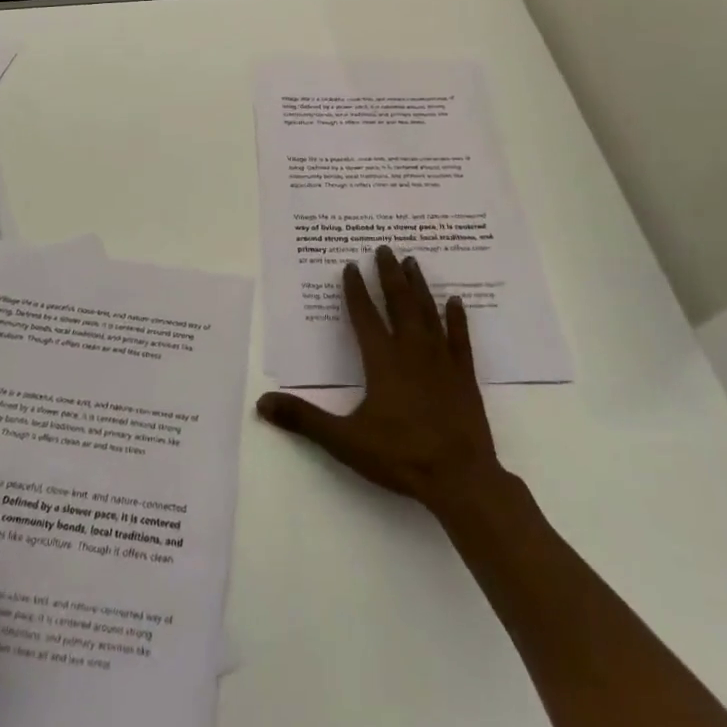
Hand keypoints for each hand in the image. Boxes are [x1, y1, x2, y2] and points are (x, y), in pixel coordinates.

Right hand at [257, 246, 509, 517]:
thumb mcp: (345, 440)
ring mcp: (442, 361)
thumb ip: (303, 419)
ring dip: (418, 286)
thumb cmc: (400, 456)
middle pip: (399, 303)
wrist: (460, 478)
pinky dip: (456, 318)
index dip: (355, 290)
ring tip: (412, 262)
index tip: (351, 265)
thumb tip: (262, 402)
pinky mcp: (464, 376)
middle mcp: (412, 351)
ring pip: (428, 313)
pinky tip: (455, 302)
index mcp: (382, 361)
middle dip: (389, 274)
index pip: (365, 316)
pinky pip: (460, 338)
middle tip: (384, 248)